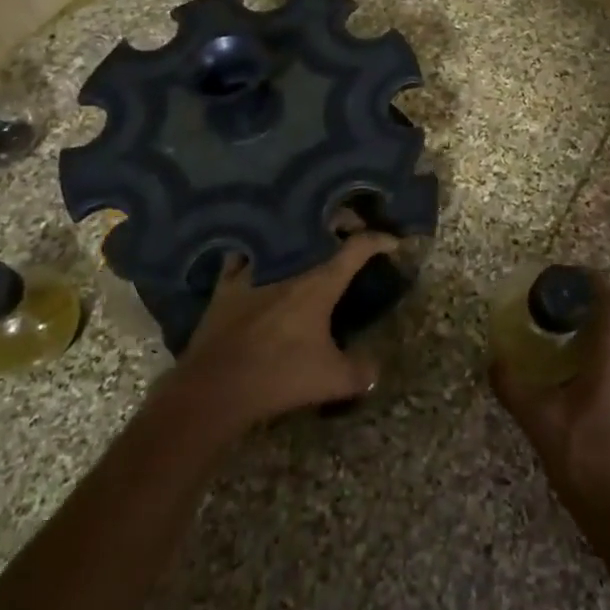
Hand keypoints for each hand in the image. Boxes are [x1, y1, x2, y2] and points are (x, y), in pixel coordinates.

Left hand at [176, 232, 397, 433]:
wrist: (217, 387)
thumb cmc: (280, 376)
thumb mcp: (332, 380)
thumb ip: (360, 372)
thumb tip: (376, 369)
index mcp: (320, 282)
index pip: (357, 248)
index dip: (379, 241)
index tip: (392, 243)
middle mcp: (290, 266)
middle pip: (321, 228)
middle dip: (342, 223)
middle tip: (352, 230)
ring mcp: (255, 270)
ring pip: (282, 236)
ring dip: (299, 232)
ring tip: (308, 239)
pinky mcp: (227, 284)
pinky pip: (243, 255)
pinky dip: (256, 249)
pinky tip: (259, 253)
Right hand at [490, 275, 609, 549]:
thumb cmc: (588, 464)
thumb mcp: (540, 424)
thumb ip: (513, 387)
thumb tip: (493, 360)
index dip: (593, 281)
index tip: (565, 275)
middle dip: (584, 307)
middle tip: (549, 309)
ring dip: (590, 335)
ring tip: (555, 344)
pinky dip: (595, 361)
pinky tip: (570, 386)